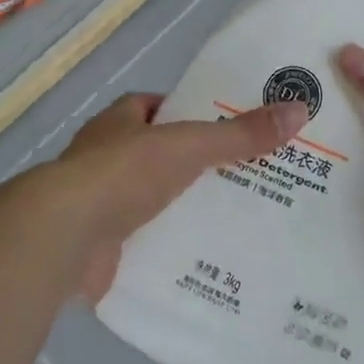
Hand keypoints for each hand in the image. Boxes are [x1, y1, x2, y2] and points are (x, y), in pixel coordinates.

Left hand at [47, 92, 308, 300]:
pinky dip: (166, 244)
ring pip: (149, 198)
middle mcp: (103, 157)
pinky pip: (142, 239)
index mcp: (117, 123)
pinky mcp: (98, 244)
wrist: (65, 237)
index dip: (186, 114)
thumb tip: (298, 110)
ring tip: (231, 216)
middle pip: (155, 154)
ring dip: (179, 206)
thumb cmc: (123, 174)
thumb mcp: (189, 145)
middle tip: (241, 175)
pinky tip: (201, 255)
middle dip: (190, 164)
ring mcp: (97, 202)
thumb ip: (239, 134)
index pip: (154, 108)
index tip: (224, 127)